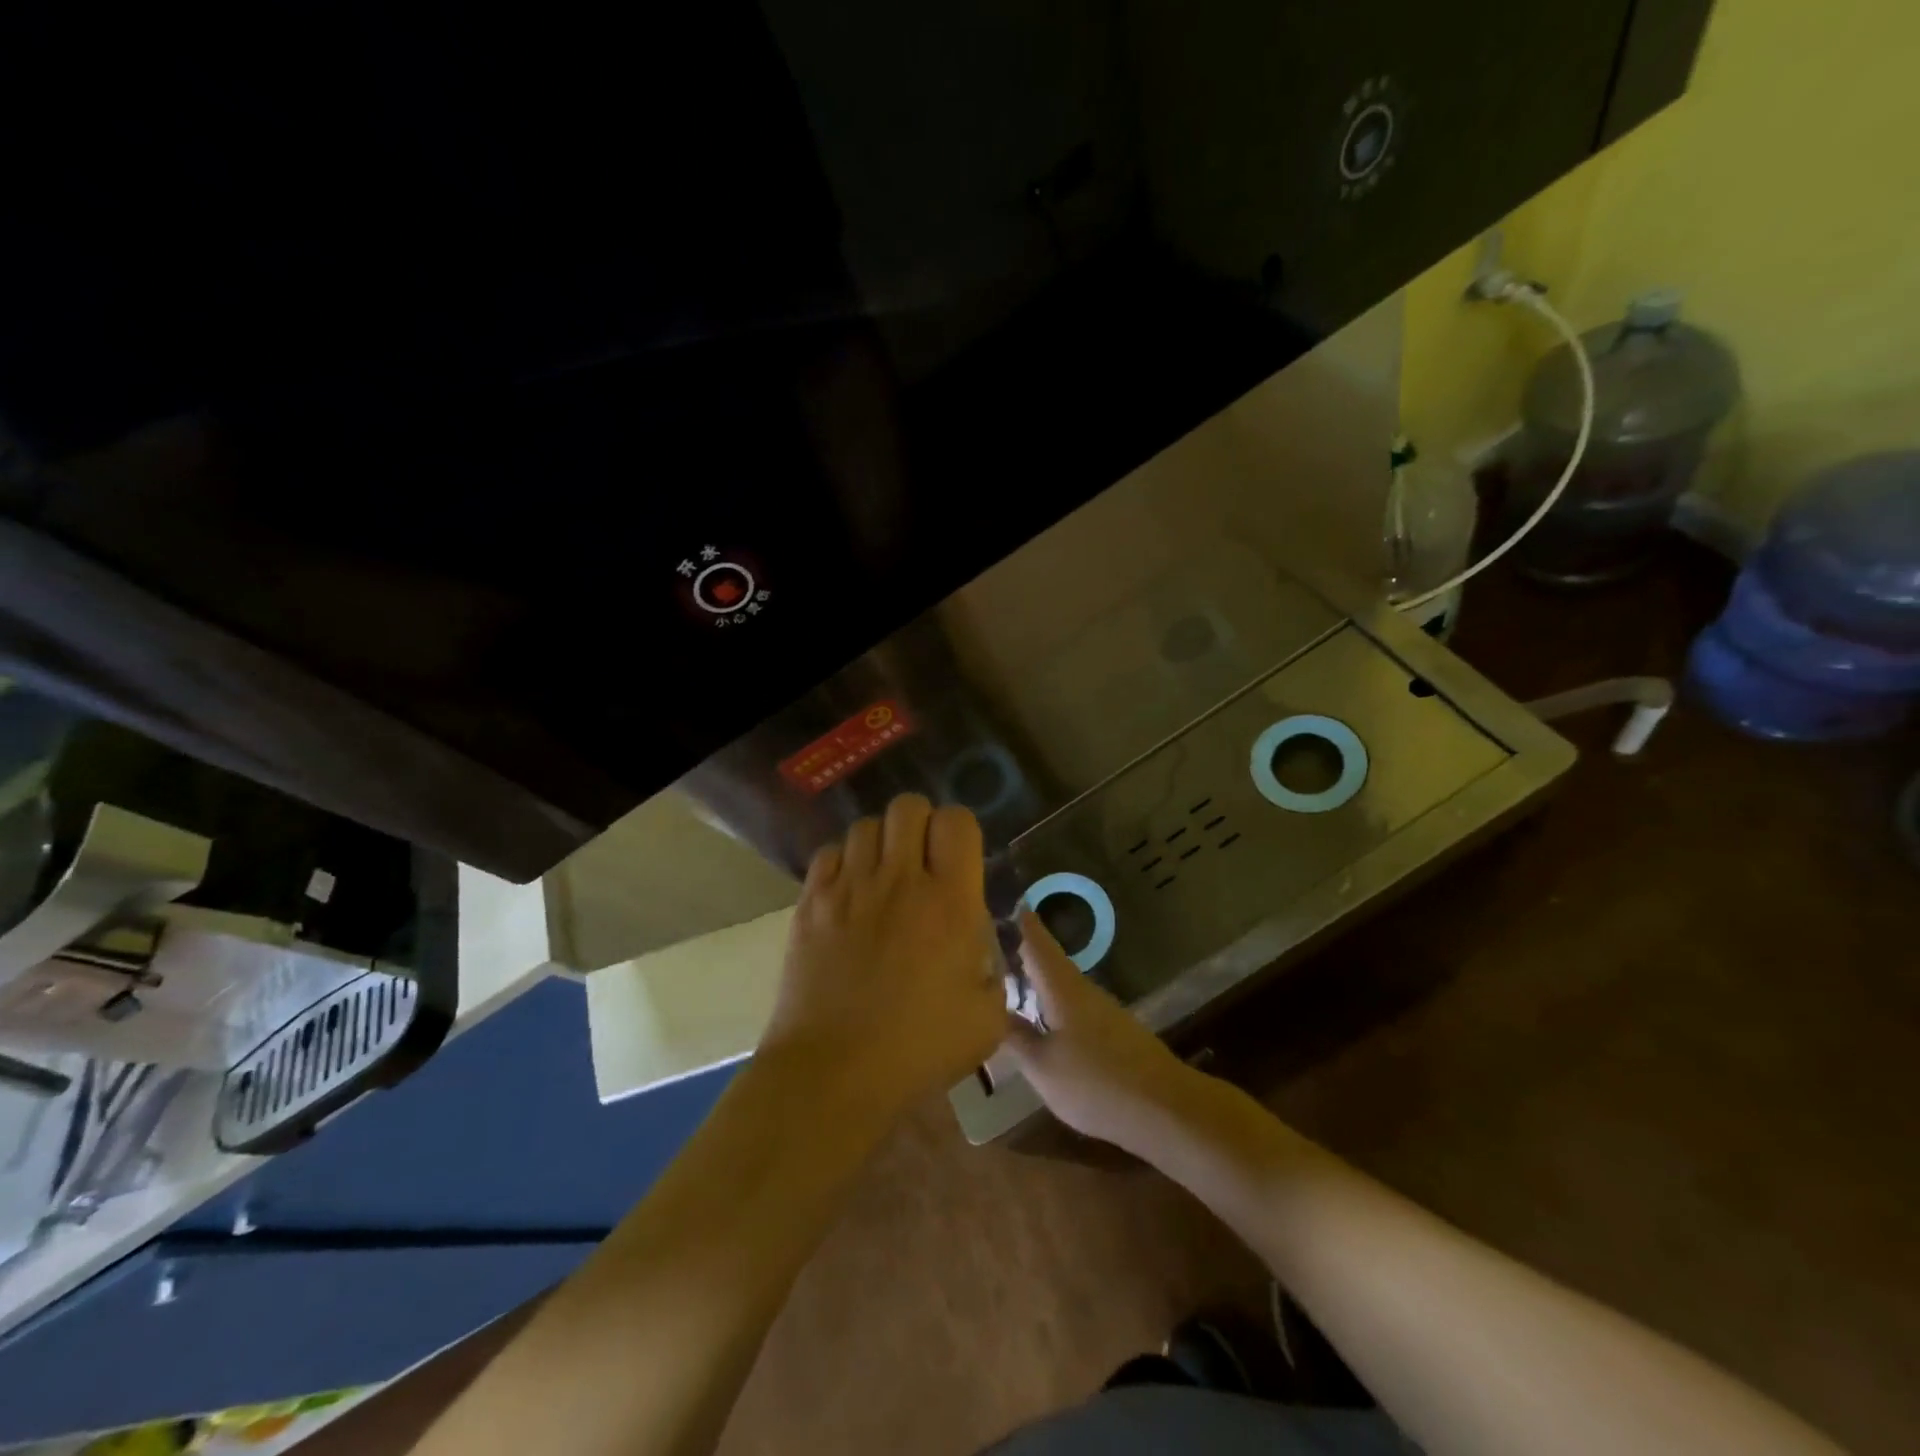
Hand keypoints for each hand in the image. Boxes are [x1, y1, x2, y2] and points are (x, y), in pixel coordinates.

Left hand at [761, 794, 1007, 1124]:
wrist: (835, 1072)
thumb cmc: (919, 1049)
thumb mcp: (987, 1018)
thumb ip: (993, 970)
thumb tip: (978, 946)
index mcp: (950, 901)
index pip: (956, 821)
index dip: (959, 830)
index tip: (957, 858)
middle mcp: (900, 879)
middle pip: (908, 806)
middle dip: (919, 824)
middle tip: (920, 861)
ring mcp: (849, 887)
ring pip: (865, 826)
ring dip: (881, 842)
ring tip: (882, 875)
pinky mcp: (811, 902)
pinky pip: (828, 854)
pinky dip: (843, 861)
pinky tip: (849, 892)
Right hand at [1003, 910, 1201, 1149]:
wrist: (1165, 1109)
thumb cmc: (1096, 1083)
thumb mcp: (1043, 1068)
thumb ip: (1017, 1039)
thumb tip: (993, 1012)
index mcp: (1062, 988)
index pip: (1038, 943)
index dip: (1022, 923)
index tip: (1007, 902)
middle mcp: (1083, 990)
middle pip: (1049, 962)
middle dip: (1024, 952)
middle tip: (993, 945)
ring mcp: (1102, 1011)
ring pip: (1062, 985)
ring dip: (1038, 979)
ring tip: (1011, 980)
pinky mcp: (1114, 1033)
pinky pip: (1074, 1007)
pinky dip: (1053, 1003)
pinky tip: (1044, 1020)